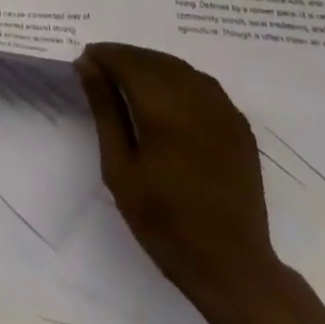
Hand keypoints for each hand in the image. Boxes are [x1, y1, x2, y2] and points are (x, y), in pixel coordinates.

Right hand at [76, 43, 277, 306]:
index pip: (126, 61)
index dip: (103, 56)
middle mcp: (195, 97)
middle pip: (153, 59)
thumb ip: (105, 110)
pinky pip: (203, 84)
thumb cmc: (164, 221)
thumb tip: (88, 65)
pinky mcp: (239, 125)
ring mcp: (223, 109)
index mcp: (163, 107)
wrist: (232, 267)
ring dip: (151, 65)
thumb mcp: (120, 168)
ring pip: (179, 67)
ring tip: (130, 80)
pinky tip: (167, 96)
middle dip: (125, 58)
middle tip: (102, 71)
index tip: (85, 62)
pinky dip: (179, 78)